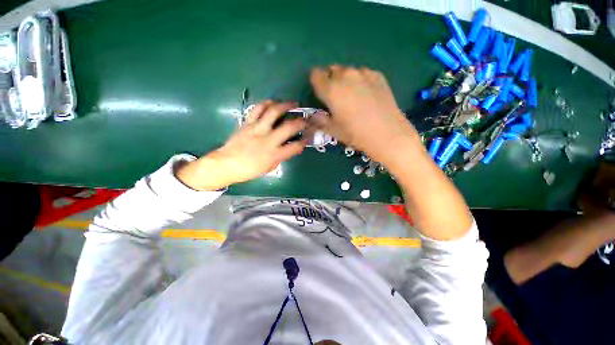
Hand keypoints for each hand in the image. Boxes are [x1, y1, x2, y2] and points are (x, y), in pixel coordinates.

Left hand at [175, 101, 306, 190]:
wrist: (227, 164)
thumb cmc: (250, 169)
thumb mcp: (270, 167)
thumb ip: (281, 156)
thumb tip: (289, 146)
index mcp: (274, 155)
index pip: (295, 146)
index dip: (304, 141)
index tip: (308, 137)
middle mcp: (268, 140)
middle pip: (289, 126)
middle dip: (301, 121)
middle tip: (305, 119)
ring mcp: (257, 129)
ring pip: (273, 112)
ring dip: (286, 105)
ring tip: (293, 104)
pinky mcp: (247, 123)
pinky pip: (257, 109)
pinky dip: (267, 103)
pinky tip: (273, 102)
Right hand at [309, 65, 419, 163]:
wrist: (387, 133)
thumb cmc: (355, 134)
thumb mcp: (333, 130)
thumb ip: (319, 119)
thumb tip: (313, 114)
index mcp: (331, 89)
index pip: (315, 75)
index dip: (316, 82)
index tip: (320, 93)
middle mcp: (345, 76)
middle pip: (332, 70)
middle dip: (331, 80)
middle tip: (337, 97)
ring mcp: (363, 73)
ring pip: (347, 71)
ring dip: (346, 80)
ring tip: (353, 96)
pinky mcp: (377, 75)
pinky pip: (362, 73)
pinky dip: (360, 80)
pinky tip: (367, 95)